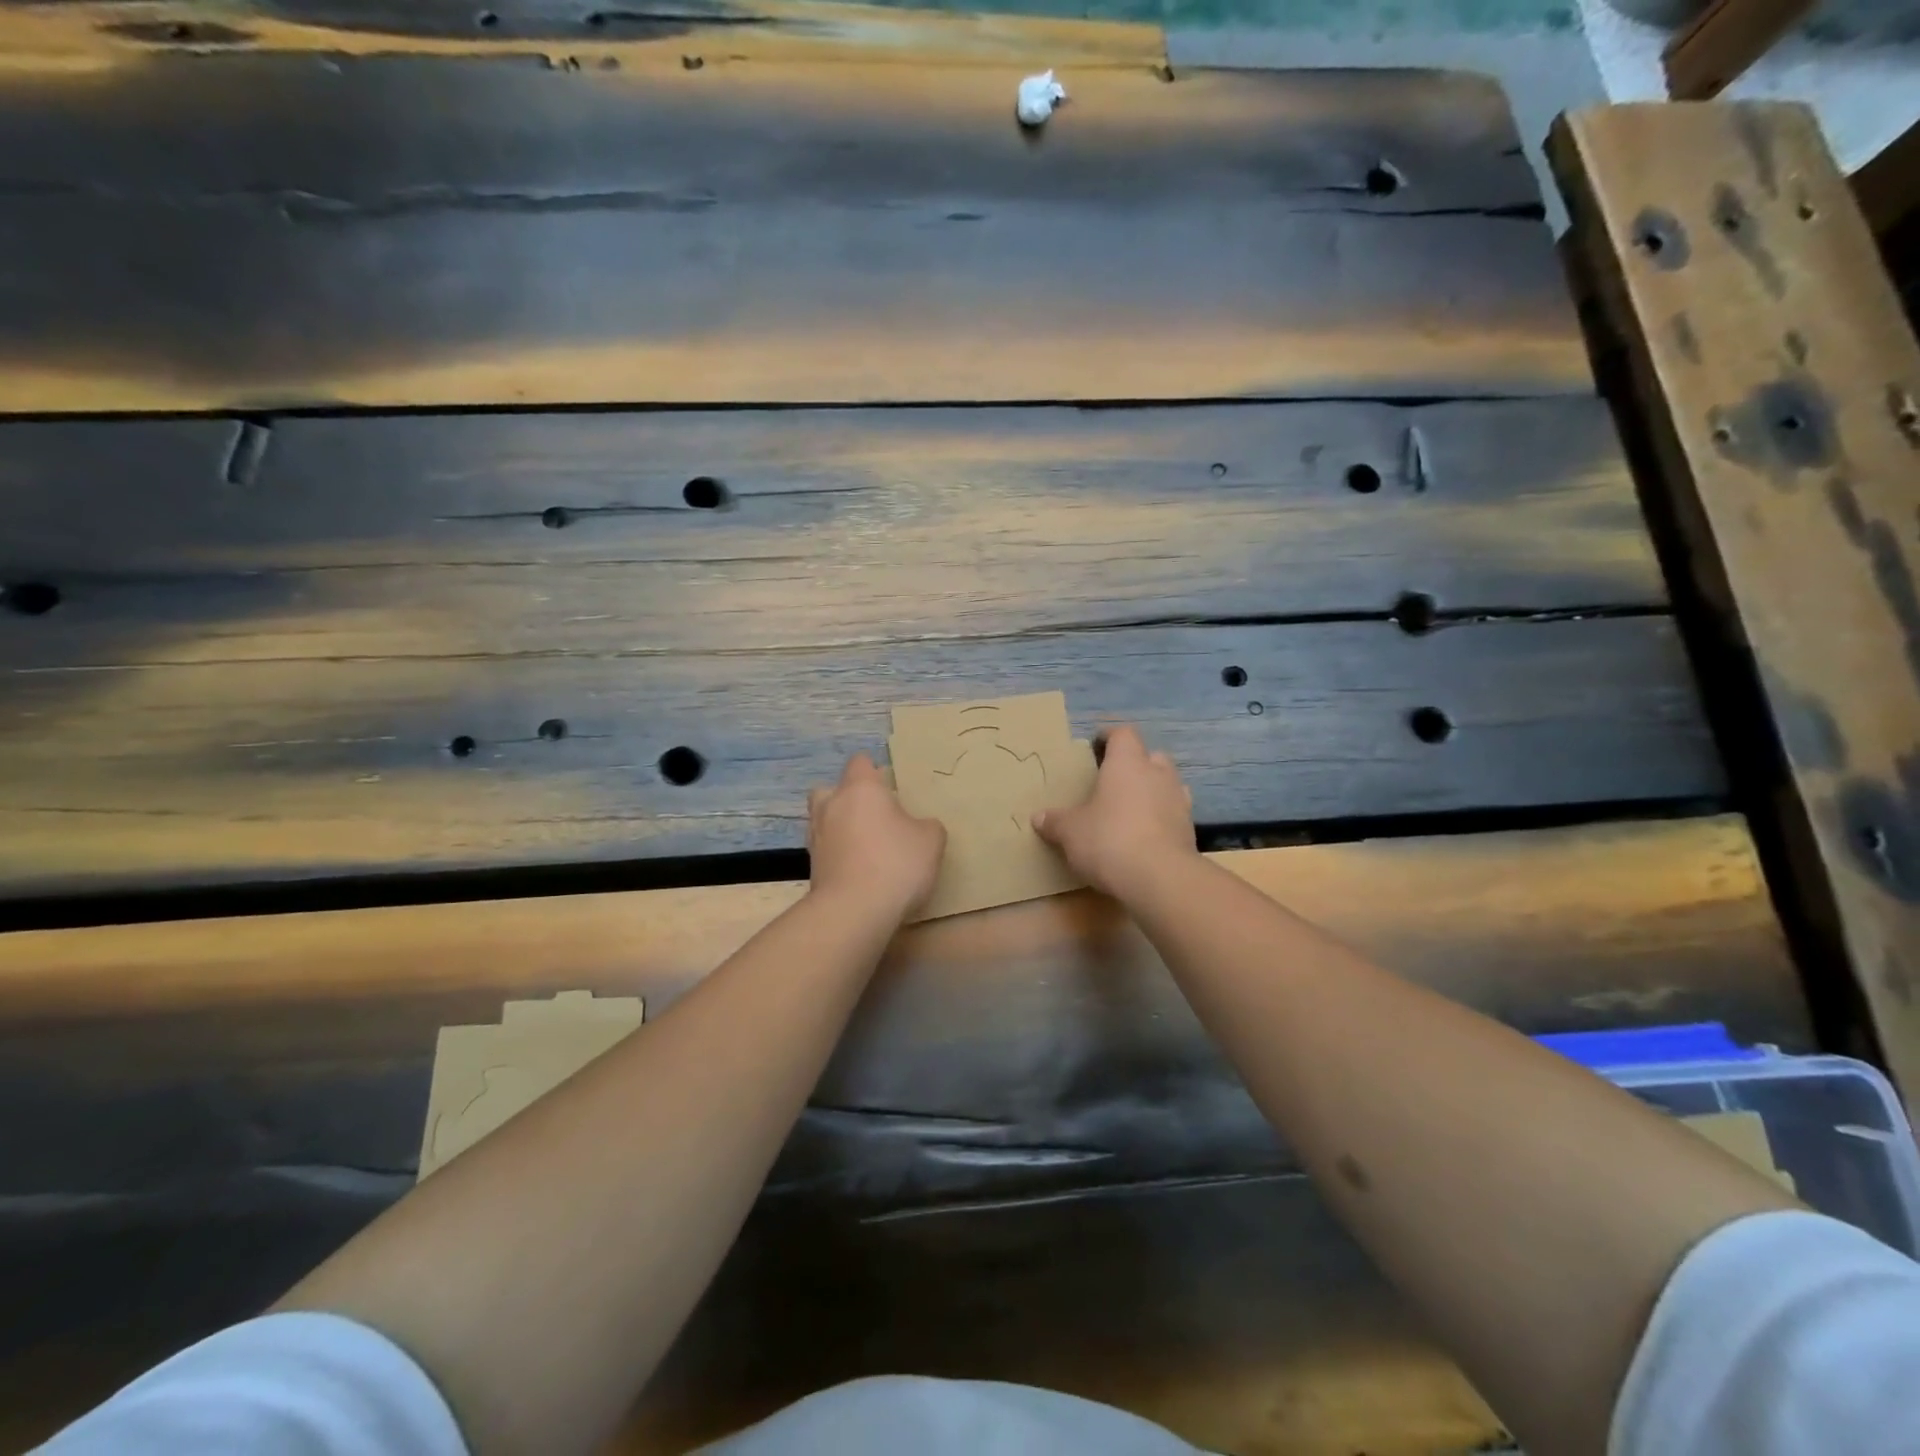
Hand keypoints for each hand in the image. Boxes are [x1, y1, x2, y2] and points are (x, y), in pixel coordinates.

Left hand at [807, 754, 946, 921]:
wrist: (854, 911)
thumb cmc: (896, 863)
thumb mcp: (931, 840)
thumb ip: (926, 826)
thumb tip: (919, 827)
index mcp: (860, 789)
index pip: (860, 762)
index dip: (874, 770)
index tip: (890, 786)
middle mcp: (832, 805)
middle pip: (830, 789)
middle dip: (847, 797)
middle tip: (872, 815)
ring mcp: (816, 837)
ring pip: (823, 820)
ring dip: (839, 827)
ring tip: (865, 845)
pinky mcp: (811, 868)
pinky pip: (825, 850)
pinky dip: (837, 854)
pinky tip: (858, 869)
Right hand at [1033, 725, 1195, 902]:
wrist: (1160, 878)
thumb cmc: (1109, 840)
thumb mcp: (1070, 832)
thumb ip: (1055, 822)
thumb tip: (1038, 818)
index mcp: (1127, 763)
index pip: (1123, 734)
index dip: (1109, 736)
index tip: (1096, 745)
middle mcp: (1157, 774)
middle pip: (1151, 755)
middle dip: (1135, 763)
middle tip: (1113, 780)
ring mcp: (1179, 801)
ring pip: (1167, 783)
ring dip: (1152, 790)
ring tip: (1131, 808)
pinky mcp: (1190, 829)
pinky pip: (1174, 813)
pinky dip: (1161, 817)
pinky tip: (1145, 834)